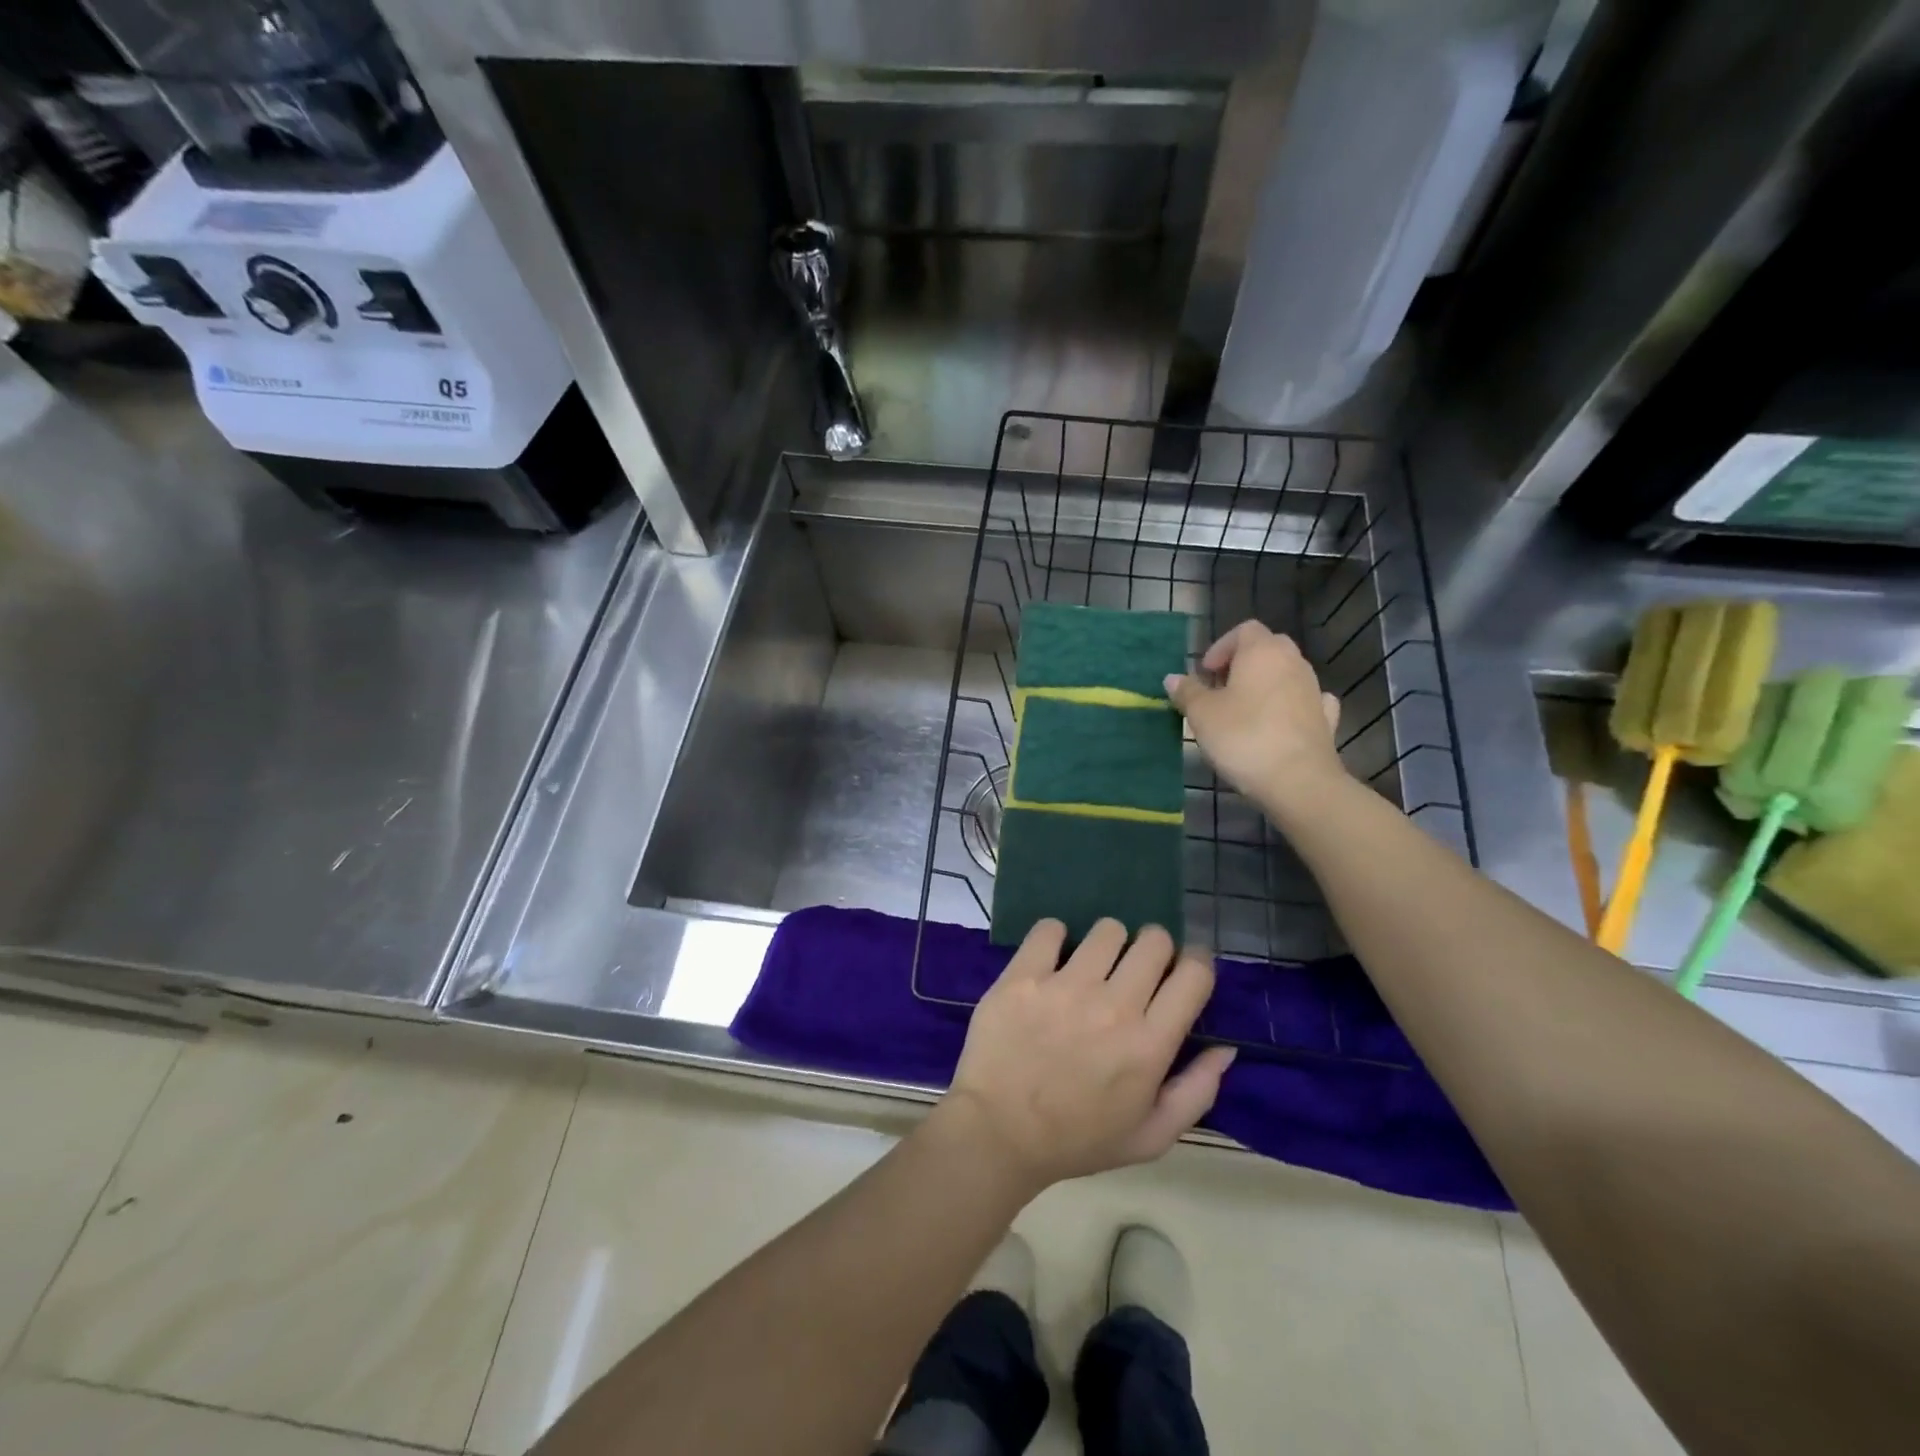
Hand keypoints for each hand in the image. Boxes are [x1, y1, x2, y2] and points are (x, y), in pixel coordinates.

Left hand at [936, 919, 1235, 1192]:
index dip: (1196, 963)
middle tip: (1136, 968)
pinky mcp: (1023, 976)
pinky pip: (1050, 929)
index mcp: (1149, 1044)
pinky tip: (1053, 959)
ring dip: (1108, 944)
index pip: (1194, 975)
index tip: (1184, 969)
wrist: (999, 1132)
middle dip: (1154, 948)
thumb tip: (1225, 1047)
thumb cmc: (1078, 1139)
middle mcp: (1113, 1006)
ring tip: (1093, 965)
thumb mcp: (1150, 1136)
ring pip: (1107, 929)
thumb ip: (1196, 1091)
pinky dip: (1056, 937)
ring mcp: (1065, 986)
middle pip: (1154, 941)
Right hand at [1165, 621, 1346, 816]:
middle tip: (1220, 689)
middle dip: (1242, 663)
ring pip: (1286, 673)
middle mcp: (1293, 662)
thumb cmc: (1244, 737)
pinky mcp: (1325, 718)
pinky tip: (1280, 720)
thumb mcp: (1202, 715)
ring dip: (1264, 684)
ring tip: (1242, 711)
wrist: (1298, 781)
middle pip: (1267, 648)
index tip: (1205, 673)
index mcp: (1262, 652)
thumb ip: (1187, 692)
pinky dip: (1291, 704)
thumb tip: (1173, 678)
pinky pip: (1306, 700)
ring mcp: (1314, 690)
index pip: (1244, 630)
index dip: (1221, 647)